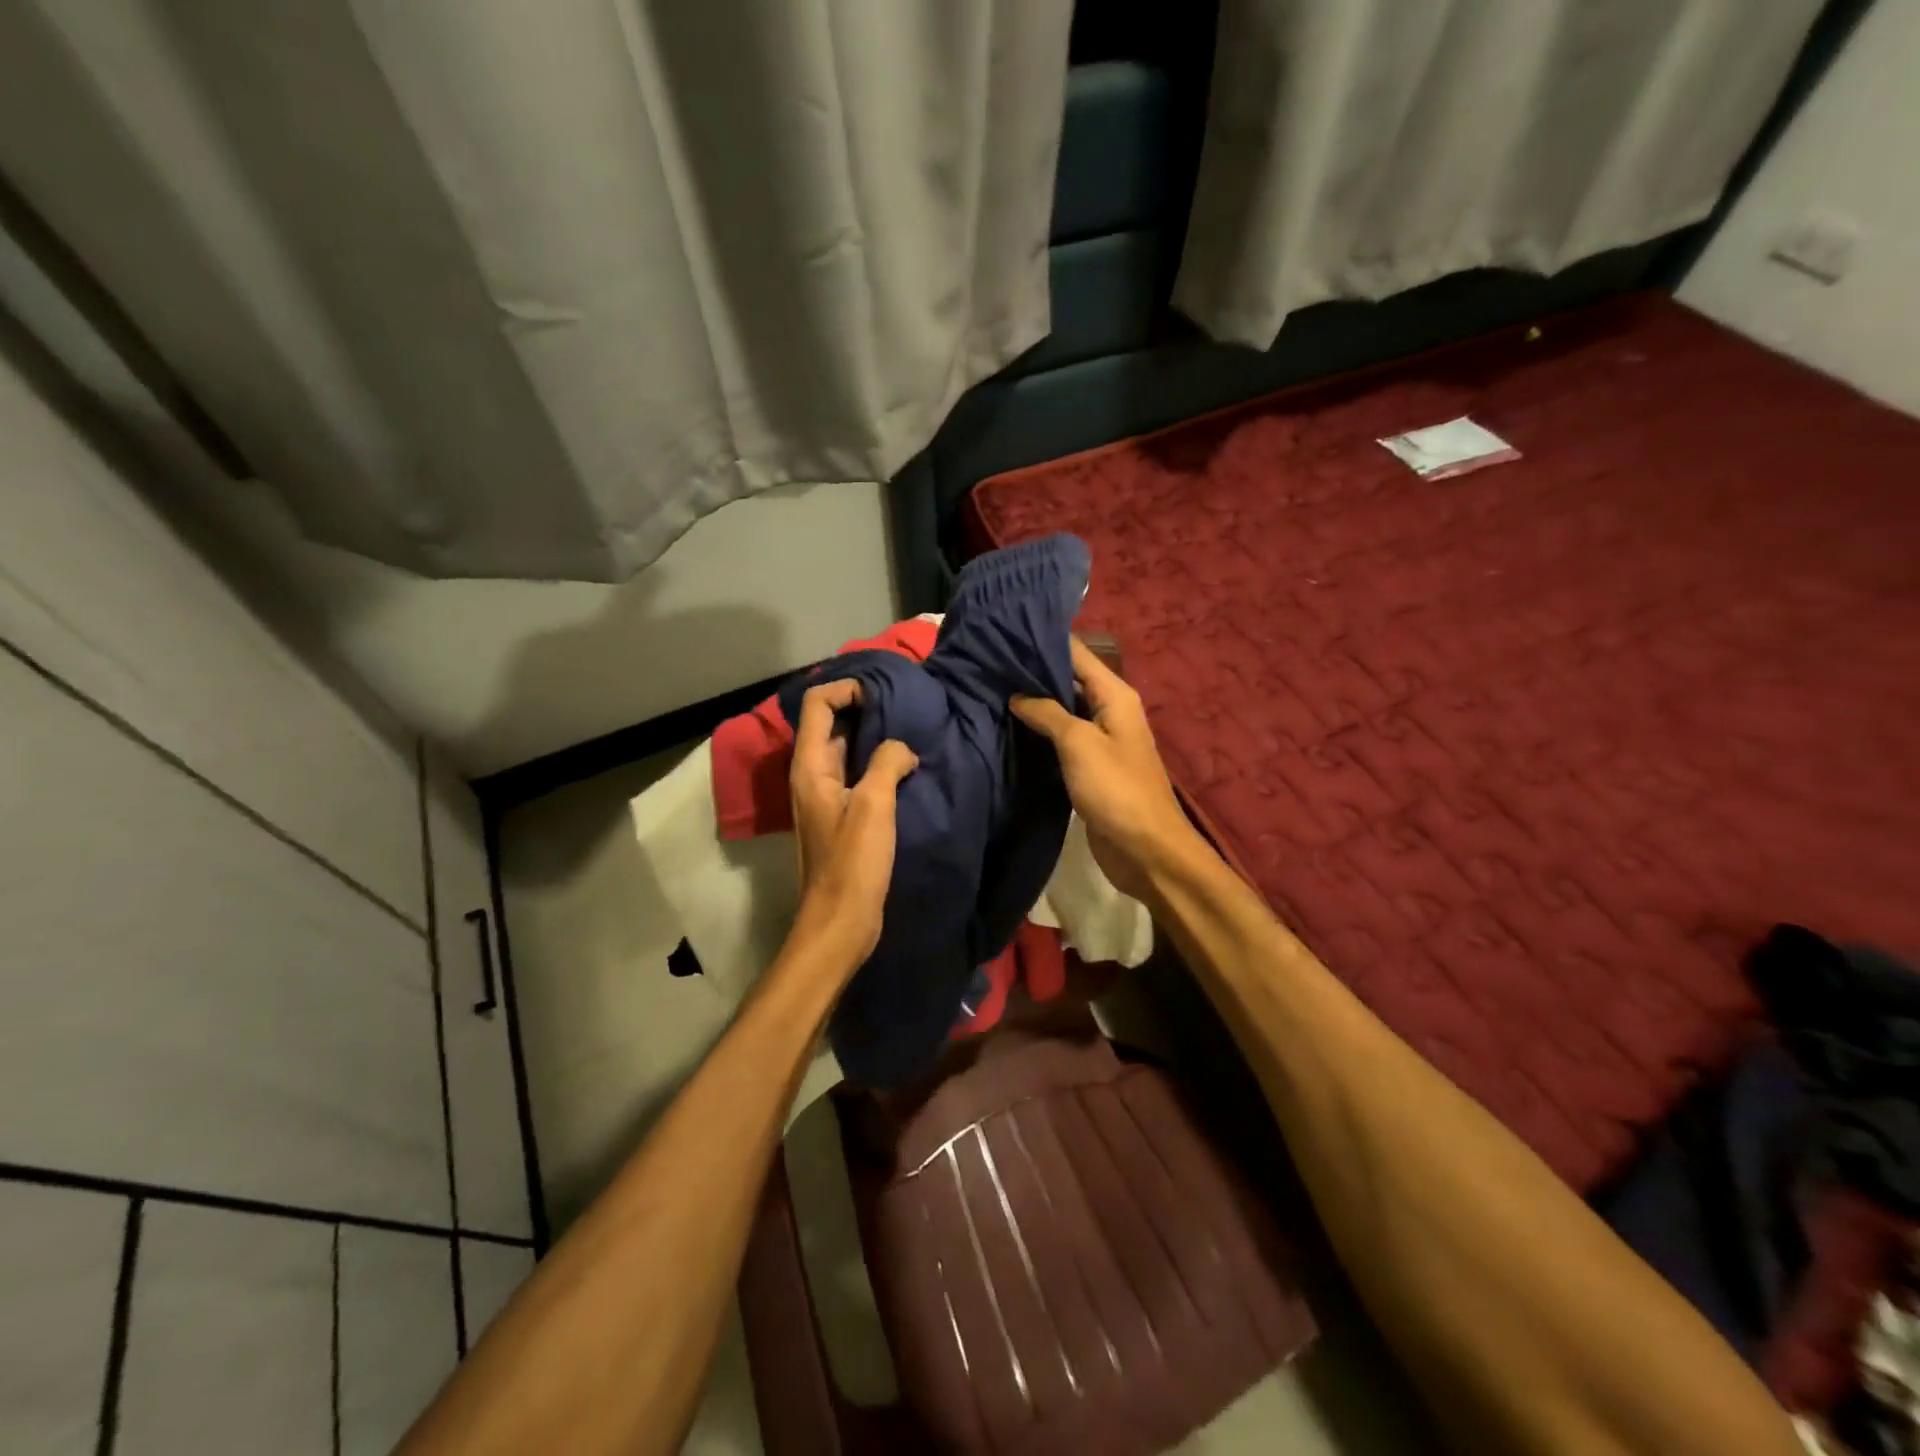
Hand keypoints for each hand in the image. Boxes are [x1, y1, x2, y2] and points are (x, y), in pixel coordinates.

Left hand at [788, 681, 918, 968]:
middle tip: (906, 708)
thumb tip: (901, 747)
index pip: (818, 704)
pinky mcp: (843, 816)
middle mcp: (812, 775)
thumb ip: (887, 762)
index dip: (846, 689)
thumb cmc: (853, 863)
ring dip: (875, 738)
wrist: (841, 920)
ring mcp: (826, 796)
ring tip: (911, 734)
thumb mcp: (873, 805)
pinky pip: (859, 776)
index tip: (884, 694)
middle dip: (865, 709)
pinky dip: (879, 765)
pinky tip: (907, 769)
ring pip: (849, 751)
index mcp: (810, 766)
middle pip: (832, 723)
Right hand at [1011, 638, 1202, 902]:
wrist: (1145, 849)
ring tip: (991, 691)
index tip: (1004, 632)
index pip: (1076, 653)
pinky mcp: (1090, 768)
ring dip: (1034, 704)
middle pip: (1068, 680)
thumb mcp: (1079, 743)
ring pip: (1062, 711)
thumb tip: (1017, 694)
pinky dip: (1039, 733)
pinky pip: (1062, 741)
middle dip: (1033, 672)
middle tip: (988, 664)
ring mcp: (1100, 741)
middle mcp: (1109, 711)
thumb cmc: (1116, 788)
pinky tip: (1009, 729)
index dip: (1044, 640)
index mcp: (1115, 695)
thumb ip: (1047, 712)